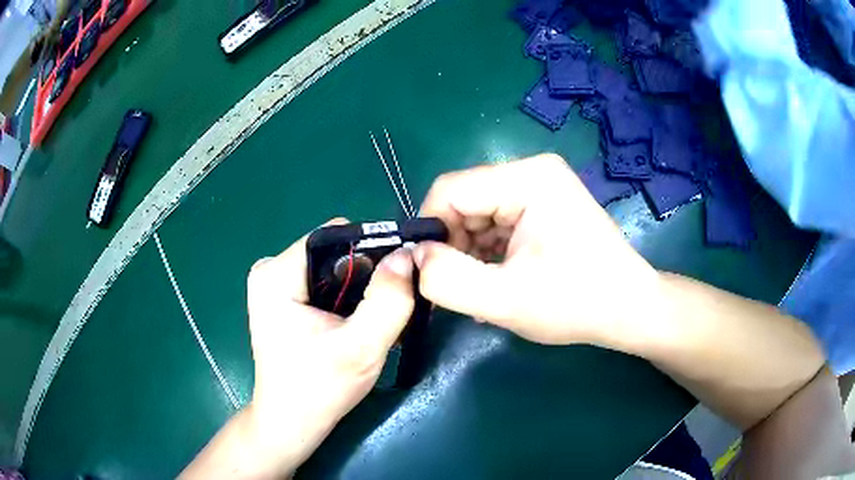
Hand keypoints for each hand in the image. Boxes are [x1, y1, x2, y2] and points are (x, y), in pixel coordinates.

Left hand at [182, 219, 415, 477]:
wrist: (291, 422)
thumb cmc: (320, 390)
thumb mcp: (362, 348)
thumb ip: (388, 299)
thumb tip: (406, 254)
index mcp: (275, 273)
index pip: (335, 235)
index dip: (373, 249)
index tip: (400, 276)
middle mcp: (269, 269)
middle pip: (334, 250)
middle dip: (367, 273)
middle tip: (389, 305)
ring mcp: (273, 283)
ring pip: (333, 266)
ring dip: (359, 287)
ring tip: (375, 317)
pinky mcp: (281, 298)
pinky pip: (324, 281)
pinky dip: (346, 296)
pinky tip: (356, 322)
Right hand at [415, 155, 662, 347]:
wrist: (629, 309)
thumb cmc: (577, 304)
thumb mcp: (505, 301)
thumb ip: (447, 280)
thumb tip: (415, 258)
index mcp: (528, 179)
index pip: (451, 189)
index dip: (431, 230)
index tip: (431, 271)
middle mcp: (533, 171)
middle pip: (466, 200)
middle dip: (455, 245)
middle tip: (462, 289)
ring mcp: (542, 187)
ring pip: (479, 214)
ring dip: (472, 253)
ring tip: (487, 291)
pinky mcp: (545, 205)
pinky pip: (499, 222)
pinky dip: (491, 252)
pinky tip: (502, 281)